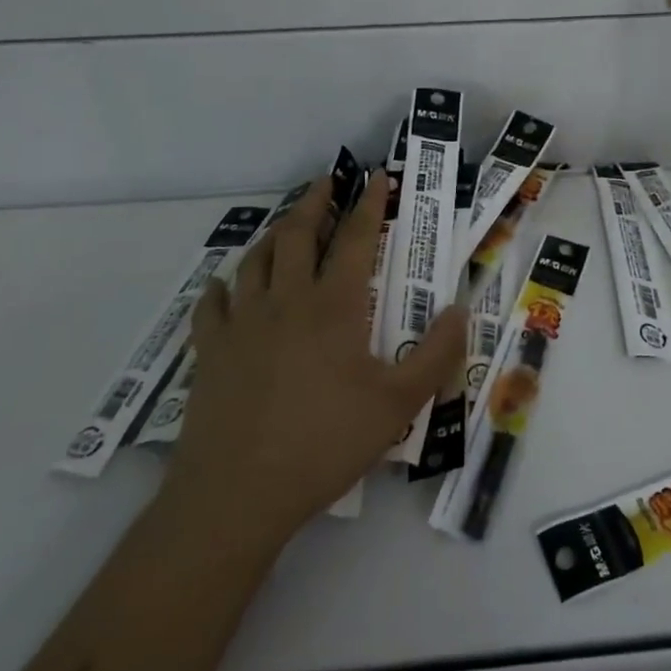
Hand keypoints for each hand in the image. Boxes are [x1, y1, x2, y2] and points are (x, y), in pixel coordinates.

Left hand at [166, 173, 466, 546]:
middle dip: (315, 202)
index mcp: (334, 306)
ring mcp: (242, 323)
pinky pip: (213, 304)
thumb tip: (460, 309)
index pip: (355, 239)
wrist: (238, 493)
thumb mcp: (399, 404)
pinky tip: (226, 285)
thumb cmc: (325, 442)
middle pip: (298, 234)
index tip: (377, 176)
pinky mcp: (210, 351)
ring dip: (274, 233)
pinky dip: (223, 285)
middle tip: (326, 181)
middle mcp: (286, 300)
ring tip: (286, 223)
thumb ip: (436, 354)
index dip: (369, 204)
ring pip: (256, 259)